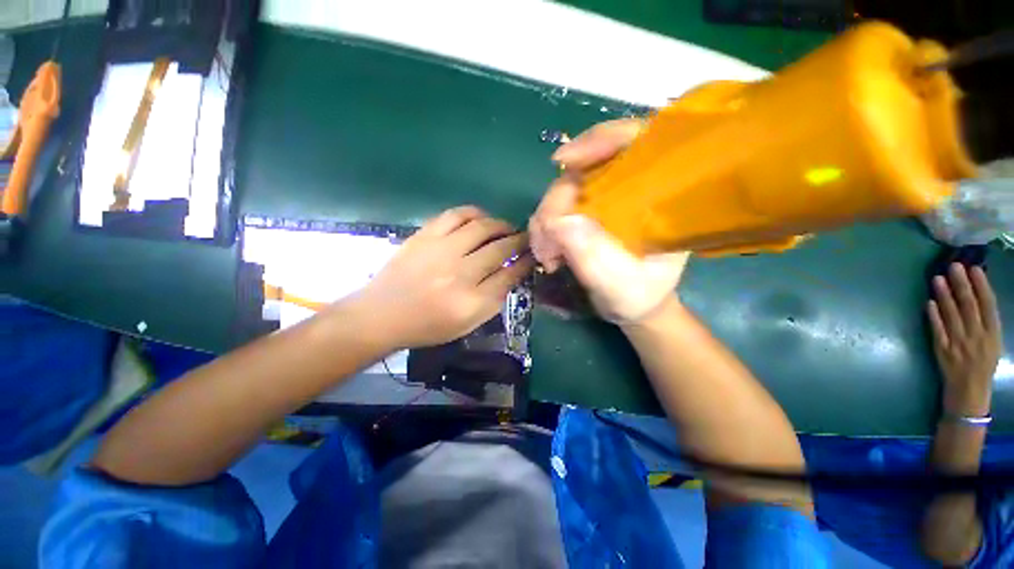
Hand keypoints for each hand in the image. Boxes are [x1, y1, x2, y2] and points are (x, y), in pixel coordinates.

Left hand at [356, 206, 533, 348]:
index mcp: (472, 301)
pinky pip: (456, 215)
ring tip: (506, 228)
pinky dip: (474, 213)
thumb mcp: (468, 324)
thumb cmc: (428, 325)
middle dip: (519, 242)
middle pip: (500, 249)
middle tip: (526, 239)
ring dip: (501, 225)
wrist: (382, 315)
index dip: (525, 263)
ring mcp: (441, 250)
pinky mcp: (425, 236)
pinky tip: (481, 218)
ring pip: (482, 227)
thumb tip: (513, 273)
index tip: (533, 256)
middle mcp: (460, 273)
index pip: (509, 275)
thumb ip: (494, 300)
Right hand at [529, 119, 689, 323]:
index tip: (564, 161)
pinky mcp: (587, 210)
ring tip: (546, 255)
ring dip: (545, 218)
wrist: (631, 305)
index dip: (601, 139)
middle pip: (586, 167)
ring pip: (565, 188)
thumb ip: (594, 257)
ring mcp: (606, 198)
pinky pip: (557, 206)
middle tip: (546, 240)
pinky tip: (546, 251)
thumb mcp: (621, 284)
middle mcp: (632, 187)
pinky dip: (544, 226)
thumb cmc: (639, 296)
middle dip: (557, 201)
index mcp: (660, 196)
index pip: (637, 141)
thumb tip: (558, 222)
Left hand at [927, 263, 1002, 416]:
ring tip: (937, 278)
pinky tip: (928, 303)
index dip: (981, 286)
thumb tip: (975, 294)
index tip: (974, 268)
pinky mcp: (942, 350)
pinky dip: (933, 316)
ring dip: (944, 295)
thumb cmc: (982, 363)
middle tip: (954, 266)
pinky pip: (937, 330)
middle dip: (961, 284)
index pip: (988, 305)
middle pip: (969, 306)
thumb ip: (985, 321)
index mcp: (993, 333)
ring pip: (951, 315)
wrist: (969, 391)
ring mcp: (958, 343)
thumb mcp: (992, 341)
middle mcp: (977, 336)